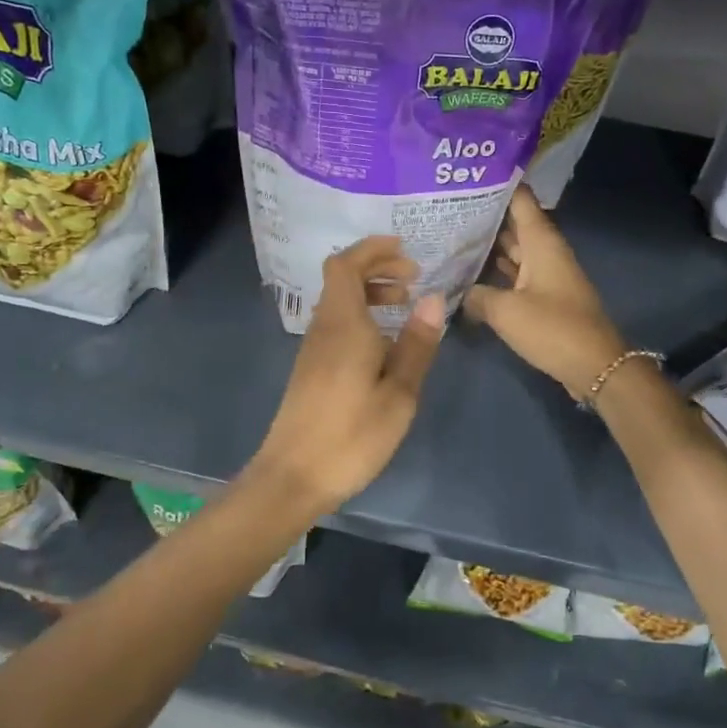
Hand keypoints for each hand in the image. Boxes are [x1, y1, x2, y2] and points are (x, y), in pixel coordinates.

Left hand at [248, 236, 444, 514]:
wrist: (293, 478)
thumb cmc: (351, 436)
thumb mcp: (399, 394)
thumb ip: (417, 344)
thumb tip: (433, 298)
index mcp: (343, 324)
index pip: (346, 265)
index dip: (373, 250)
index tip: (405, 250)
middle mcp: (323, 327)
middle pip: (342, 278)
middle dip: (377, 268)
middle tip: (413, 278)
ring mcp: (313, 348)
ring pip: (339, 301)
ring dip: (370, 293)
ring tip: (404, 304)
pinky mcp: (311, 368)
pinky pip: (337, 323)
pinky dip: (361, 316)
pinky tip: (384, 342)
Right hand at [465, 186, 626, 398]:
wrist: (595, 366)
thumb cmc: (552, 328)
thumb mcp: (505, 311)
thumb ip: (476, 296)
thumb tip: (457, 292)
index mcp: (541, 242)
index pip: (520, 199)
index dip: (497, 183)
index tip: (468, 174)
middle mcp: (545, 251)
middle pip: (513, 224)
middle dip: (484, 216)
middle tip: (446, 207)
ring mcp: (546, 274)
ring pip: (513, 251)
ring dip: (487, 245)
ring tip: (450, 235)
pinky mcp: (545, 297)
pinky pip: (515, 275)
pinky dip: (495, 272)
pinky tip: (469, 274)